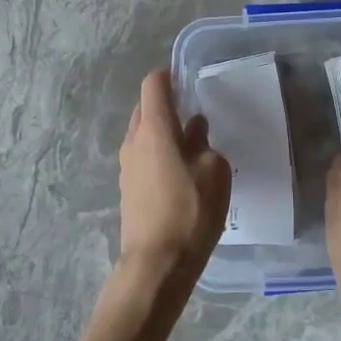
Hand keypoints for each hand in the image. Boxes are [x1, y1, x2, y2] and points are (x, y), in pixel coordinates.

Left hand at [116, 69, 231, 288]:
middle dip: (166, 103)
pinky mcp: (127, 187)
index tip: (187, 79)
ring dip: (162, 131)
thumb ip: (204, 143)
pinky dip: (157, 152)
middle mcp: (133, 141)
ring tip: (190, 144)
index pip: (153, 85)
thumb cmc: (190, 212)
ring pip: (141, 133)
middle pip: (144, 108)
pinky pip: (141, 156)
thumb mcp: (214, 173)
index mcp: (154, 129)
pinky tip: (178, 171)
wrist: (156, 264)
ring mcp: (126, 165)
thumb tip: (195, 129)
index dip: (169, 75)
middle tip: (194, 112)